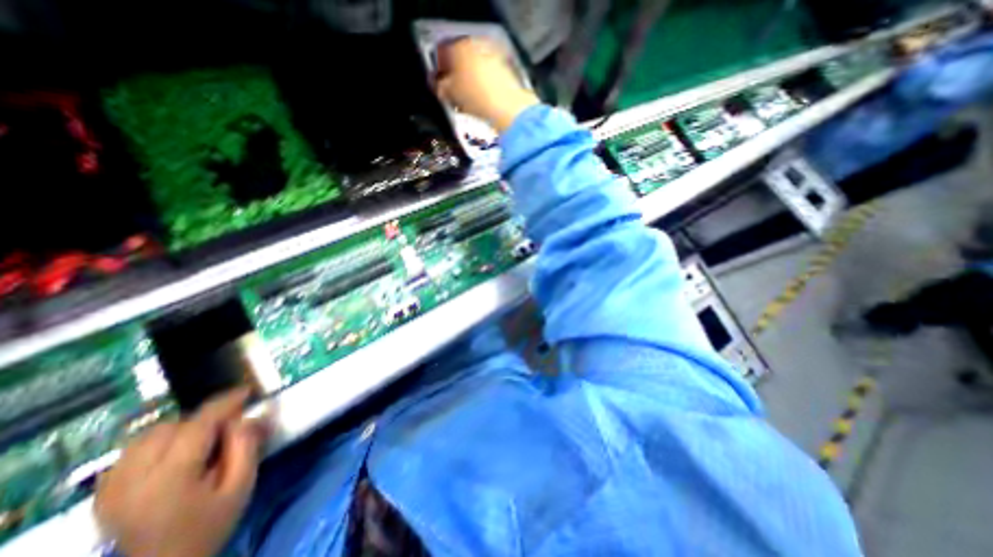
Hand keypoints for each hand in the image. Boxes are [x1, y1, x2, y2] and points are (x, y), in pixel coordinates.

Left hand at [93, 389, 269, 555]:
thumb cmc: (210, 525)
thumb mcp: (241, 485)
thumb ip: (245, 446)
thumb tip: (246, 417)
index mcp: (169, 479)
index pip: (197, 425)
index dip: (224, 403)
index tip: (246, 391)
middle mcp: (132, 480)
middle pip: (168, 427)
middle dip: (202, 419)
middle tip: (227, 425)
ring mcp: (111, 489)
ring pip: (145, 437)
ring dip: (179, 428)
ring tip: (202, 438)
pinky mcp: (104, 495)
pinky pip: (130, 452)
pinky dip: (157, 442)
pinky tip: (175, 451)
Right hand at [435, 38, 540, 133]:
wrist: (507, 105)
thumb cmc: (474, 97)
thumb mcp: (451, 94)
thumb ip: (441, 87)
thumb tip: (439, 86)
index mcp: (458, 46)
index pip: (443, 52)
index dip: (440, 69)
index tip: (440, 83)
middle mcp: (476, 44)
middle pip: (461, 56)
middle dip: (457, 71)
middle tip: (455, 89)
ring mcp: (493, 54)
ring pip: (476, 63)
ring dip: (472, 76)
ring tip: (470, 95)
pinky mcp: (506, 67)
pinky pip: (489, 72)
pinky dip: (485, 81)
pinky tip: (485, 95)